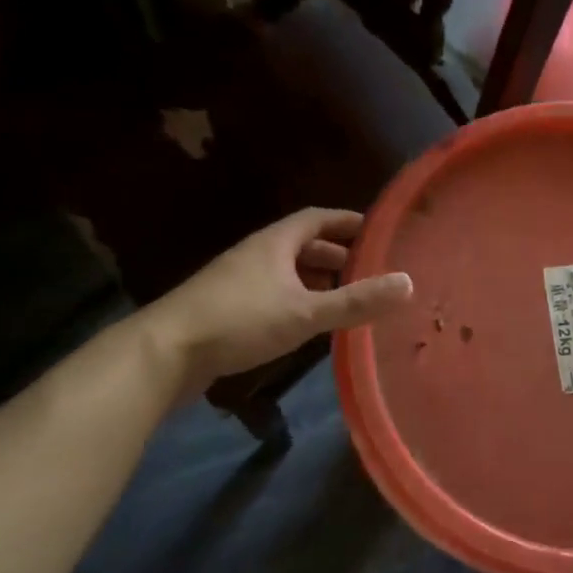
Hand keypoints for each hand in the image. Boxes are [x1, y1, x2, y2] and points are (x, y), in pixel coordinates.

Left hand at [137, 208, 413, 393]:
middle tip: (367, 271)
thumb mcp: (306, 312)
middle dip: (334, 254)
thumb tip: (408, 283)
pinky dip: (295, 301)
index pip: (318, 218)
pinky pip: (271, 294)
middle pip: (301, 245)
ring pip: (285, 272)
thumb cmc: (239, 321)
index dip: (347, 222)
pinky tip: (306, 324)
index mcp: (274, 243)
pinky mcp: (225, 309)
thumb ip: (356, 301)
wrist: (164, 353)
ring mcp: (237, 282)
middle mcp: (255, 255)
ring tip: (343, 298)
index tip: (376, 232)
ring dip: (314, 280)